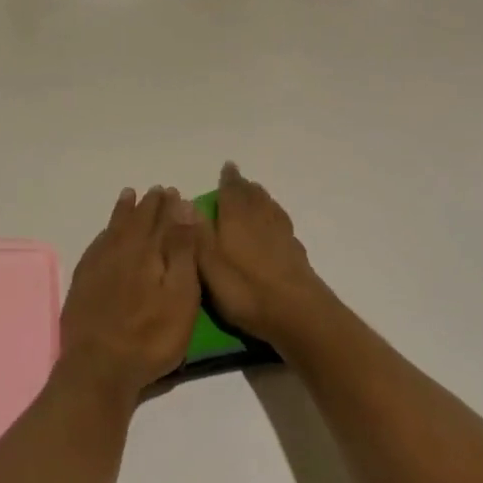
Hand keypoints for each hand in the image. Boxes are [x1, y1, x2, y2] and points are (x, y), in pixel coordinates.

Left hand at [59, 186, 202, 402]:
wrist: (98, 367)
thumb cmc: (150, 336)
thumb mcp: (180, 295)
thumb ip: (181, 250)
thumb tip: (183, 207)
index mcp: (147, 251)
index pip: (162, 220)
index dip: (170, 206)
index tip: (175, 192)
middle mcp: (121, 250)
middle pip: (136, 220)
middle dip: (148, 205)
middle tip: (157, 191)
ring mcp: (98, 265)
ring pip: (113, 228)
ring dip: (124, 211)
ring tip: (129, 196)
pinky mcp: (82, 282)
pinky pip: (96, 245)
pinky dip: (105, 233)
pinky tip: (106, 233)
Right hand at [192, 163, 336, 346]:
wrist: (298, 314)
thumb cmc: (246, 289)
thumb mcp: (209, 264)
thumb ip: (197, 233)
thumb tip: (183, 201)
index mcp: (237, 219)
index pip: (231, 191)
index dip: (228, 179)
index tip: (227, 167)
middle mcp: (261, 220)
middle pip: (254, 196)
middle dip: (244, 187)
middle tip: (238, 180)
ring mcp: (282, 236)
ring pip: (270, 208)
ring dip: (262, 198)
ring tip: (256, 196)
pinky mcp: (296, 254)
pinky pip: (283, 225)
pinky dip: (275, 218)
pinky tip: (275, 228)